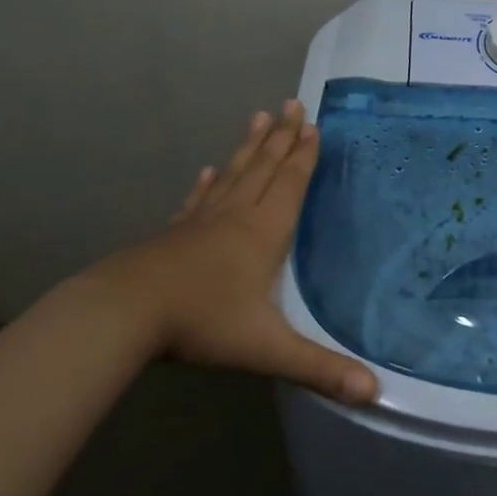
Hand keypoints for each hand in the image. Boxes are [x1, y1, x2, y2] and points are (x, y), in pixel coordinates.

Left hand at [93, 100, 378, 404]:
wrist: (121, 315)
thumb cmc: (201, 323)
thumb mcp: (267, 349)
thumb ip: (320, 369)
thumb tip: (375, 392)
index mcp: (262, 233)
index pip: (289, 184)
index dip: (303, 155)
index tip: (312, 124)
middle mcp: (235, 216)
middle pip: (263, 168)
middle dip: (281, 137)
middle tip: (291, 103)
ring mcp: (200, 223)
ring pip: (231, 175)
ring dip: (248, 148)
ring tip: (258, 118)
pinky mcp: (173, 235)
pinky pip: (197, 201)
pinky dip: (206, 183)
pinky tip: (206, 171)